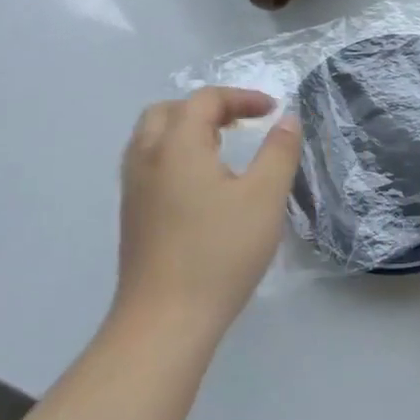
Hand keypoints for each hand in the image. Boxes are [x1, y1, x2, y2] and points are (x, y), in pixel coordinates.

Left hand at [113, 88, 301, 344]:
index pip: (205, 100)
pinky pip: (148, 163)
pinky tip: (201, 183)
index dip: (241, 97)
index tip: (272, 110)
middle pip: (169, 110)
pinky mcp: (132, 216)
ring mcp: (133, 189)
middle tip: (240, 122)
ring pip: (152, 137)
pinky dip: (174, 154)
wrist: (165, 322)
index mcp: (177, 146)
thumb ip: (279, 152)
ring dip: (187, 129)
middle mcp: (147, 158)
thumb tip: (287, 120)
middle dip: (207, 108)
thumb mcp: (264, 198)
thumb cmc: (219, 253)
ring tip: (221, 146)